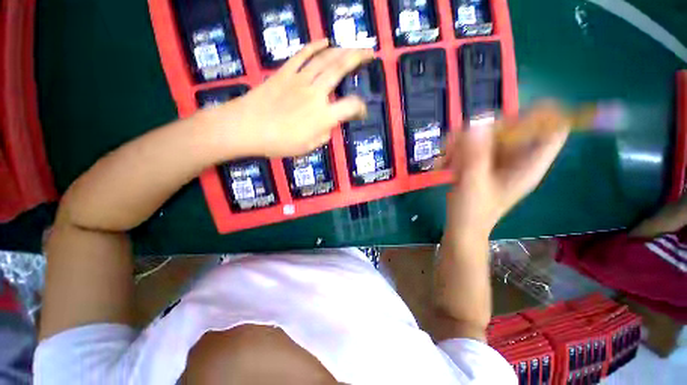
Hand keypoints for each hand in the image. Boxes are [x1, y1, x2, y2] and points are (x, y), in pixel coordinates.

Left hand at [218, 39, 373, 157]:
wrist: (246, 128)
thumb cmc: (278, 143)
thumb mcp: (307, 147)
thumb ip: (323, 135)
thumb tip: (329, 125)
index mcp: (323, 116)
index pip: (351, 106)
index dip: (361, 108)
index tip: (362, 112)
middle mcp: (316, 94)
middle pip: (341, 70)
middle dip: (358, 58)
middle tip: (370, 52)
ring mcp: (300, 80)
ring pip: (325, 59)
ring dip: (342, 50)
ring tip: (353, 46)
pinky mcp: (285, 73)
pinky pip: (303, 55)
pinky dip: (315, 46)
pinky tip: (325, 41)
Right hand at [442, 102, 569, 239]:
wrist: (462, 226)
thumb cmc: (473, 210)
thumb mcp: (474, 183)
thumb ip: (475, 155)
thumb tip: (477, 123)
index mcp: (529, 164)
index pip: (553, 130)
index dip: (542, 115)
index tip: (512, 115)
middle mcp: (518, 158)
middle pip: (515, 127)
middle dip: (486, 130)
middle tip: (461, 141)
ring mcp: (499, 160)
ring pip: (489, 135)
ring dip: (465, 141)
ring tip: (447, 156)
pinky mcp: (484, 162)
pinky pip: (474, 145)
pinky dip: (458, 150)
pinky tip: (446, 162)